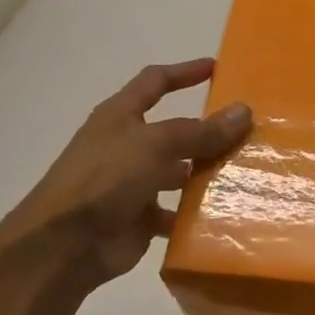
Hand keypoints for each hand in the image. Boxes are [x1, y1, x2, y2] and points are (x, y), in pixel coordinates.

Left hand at [0, 58, 250, 292]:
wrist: (64, 246)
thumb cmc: (105, 179)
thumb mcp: (156, 145)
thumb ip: (201, 131)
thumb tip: (244, 111)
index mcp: (120, 117)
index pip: (155, 82)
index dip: (184, 72)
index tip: (218, 68)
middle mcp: (127, 146)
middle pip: (174, 131)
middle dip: (208, 131)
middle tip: (249, 132)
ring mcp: (133, 183)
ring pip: (179, 172)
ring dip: (206, 173)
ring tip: (247, 174)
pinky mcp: (139, 218)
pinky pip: (176, 212)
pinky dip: (197, 213)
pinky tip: (226, 214)